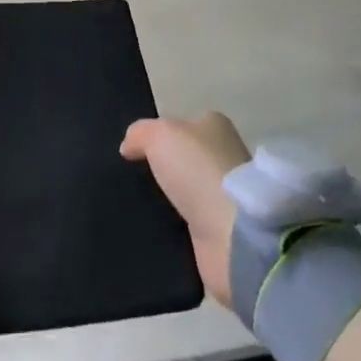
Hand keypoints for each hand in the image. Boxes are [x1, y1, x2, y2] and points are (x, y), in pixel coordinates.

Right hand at [120, 111, 250, 307]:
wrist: (232, 234)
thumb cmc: (198, 169)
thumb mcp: (160, 135)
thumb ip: (140, 134)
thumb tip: (128, 146)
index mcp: (216, 127)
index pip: (185, 126)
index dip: (162, 136)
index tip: (137, 152)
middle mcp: (225, 158)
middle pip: (186, 160)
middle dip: (164, 171)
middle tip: (132, 181)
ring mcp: (225, 198)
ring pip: (187, 194)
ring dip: (169, 203)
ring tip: (136, 208)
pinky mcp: (222, 234)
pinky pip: (189, 227)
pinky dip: (175, 230)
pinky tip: (153, 231)